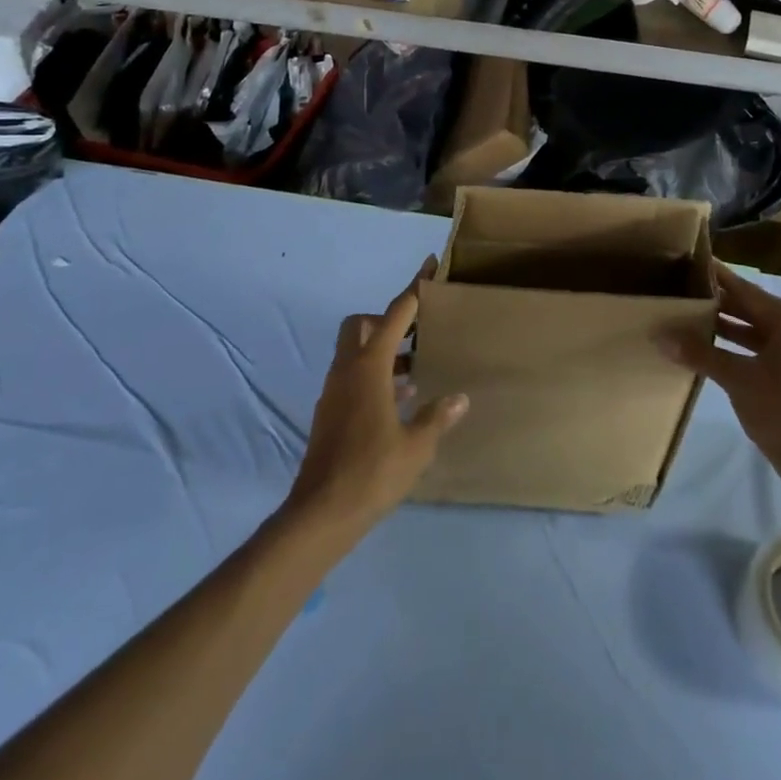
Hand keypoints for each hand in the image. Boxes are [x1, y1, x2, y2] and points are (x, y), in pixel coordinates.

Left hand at [287, 259, 469, 537]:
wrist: (321, 513)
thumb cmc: (372, 472)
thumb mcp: (416, 446)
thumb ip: (437, 416)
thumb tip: (459, 398)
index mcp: (369, 367)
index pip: (395, 314)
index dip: (414, 289)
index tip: (428, 266)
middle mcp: (347, 370)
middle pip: (361, 324)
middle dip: (387, 320)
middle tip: (417, 333)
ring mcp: (334, 391)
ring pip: (355, 351)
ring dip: (382, 350)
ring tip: (416, 368)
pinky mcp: (330, 412)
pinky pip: (352, 376)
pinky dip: (374, 374)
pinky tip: (399, 399)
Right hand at [660, 264, 780, 486]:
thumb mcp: (737, 378)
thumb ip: (699, 353)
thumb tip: (660, 336)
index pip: (747, 290)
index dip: (718, 278)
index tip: (693, 261)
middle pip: (752, 308)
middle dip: (719, 303)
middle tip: (684, 290)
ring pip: (757, 330)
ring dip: (726, 327)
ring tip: (689, 317)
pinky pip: (763, 348)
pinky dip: (738, 346)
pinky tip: (710, 347)